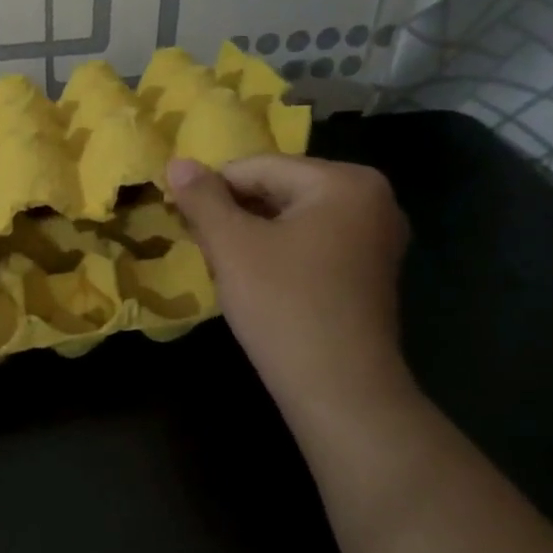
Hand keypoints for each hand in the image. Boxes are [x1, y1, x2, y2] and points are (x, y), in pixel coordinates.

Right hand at [167, 155, 413, 424]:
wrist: (339, 390)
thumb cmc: (284, 306)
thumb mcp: (232, 246)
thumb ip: (202, 198)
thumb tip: (177, 162)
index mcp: (344, 181)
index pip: (258, 167)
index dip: (213, 190)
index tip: (183, 220)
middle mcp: (372, 198)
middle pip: (279, 188)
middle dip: (235, 213)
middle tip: (204, 246)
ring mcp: (375, 236)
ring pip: (292, 217)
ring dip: (253, 234)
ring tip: (227, 266)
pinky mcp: (369, 270)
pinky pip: (312, 242)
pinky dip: (279, 252)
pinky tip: (257, 280)